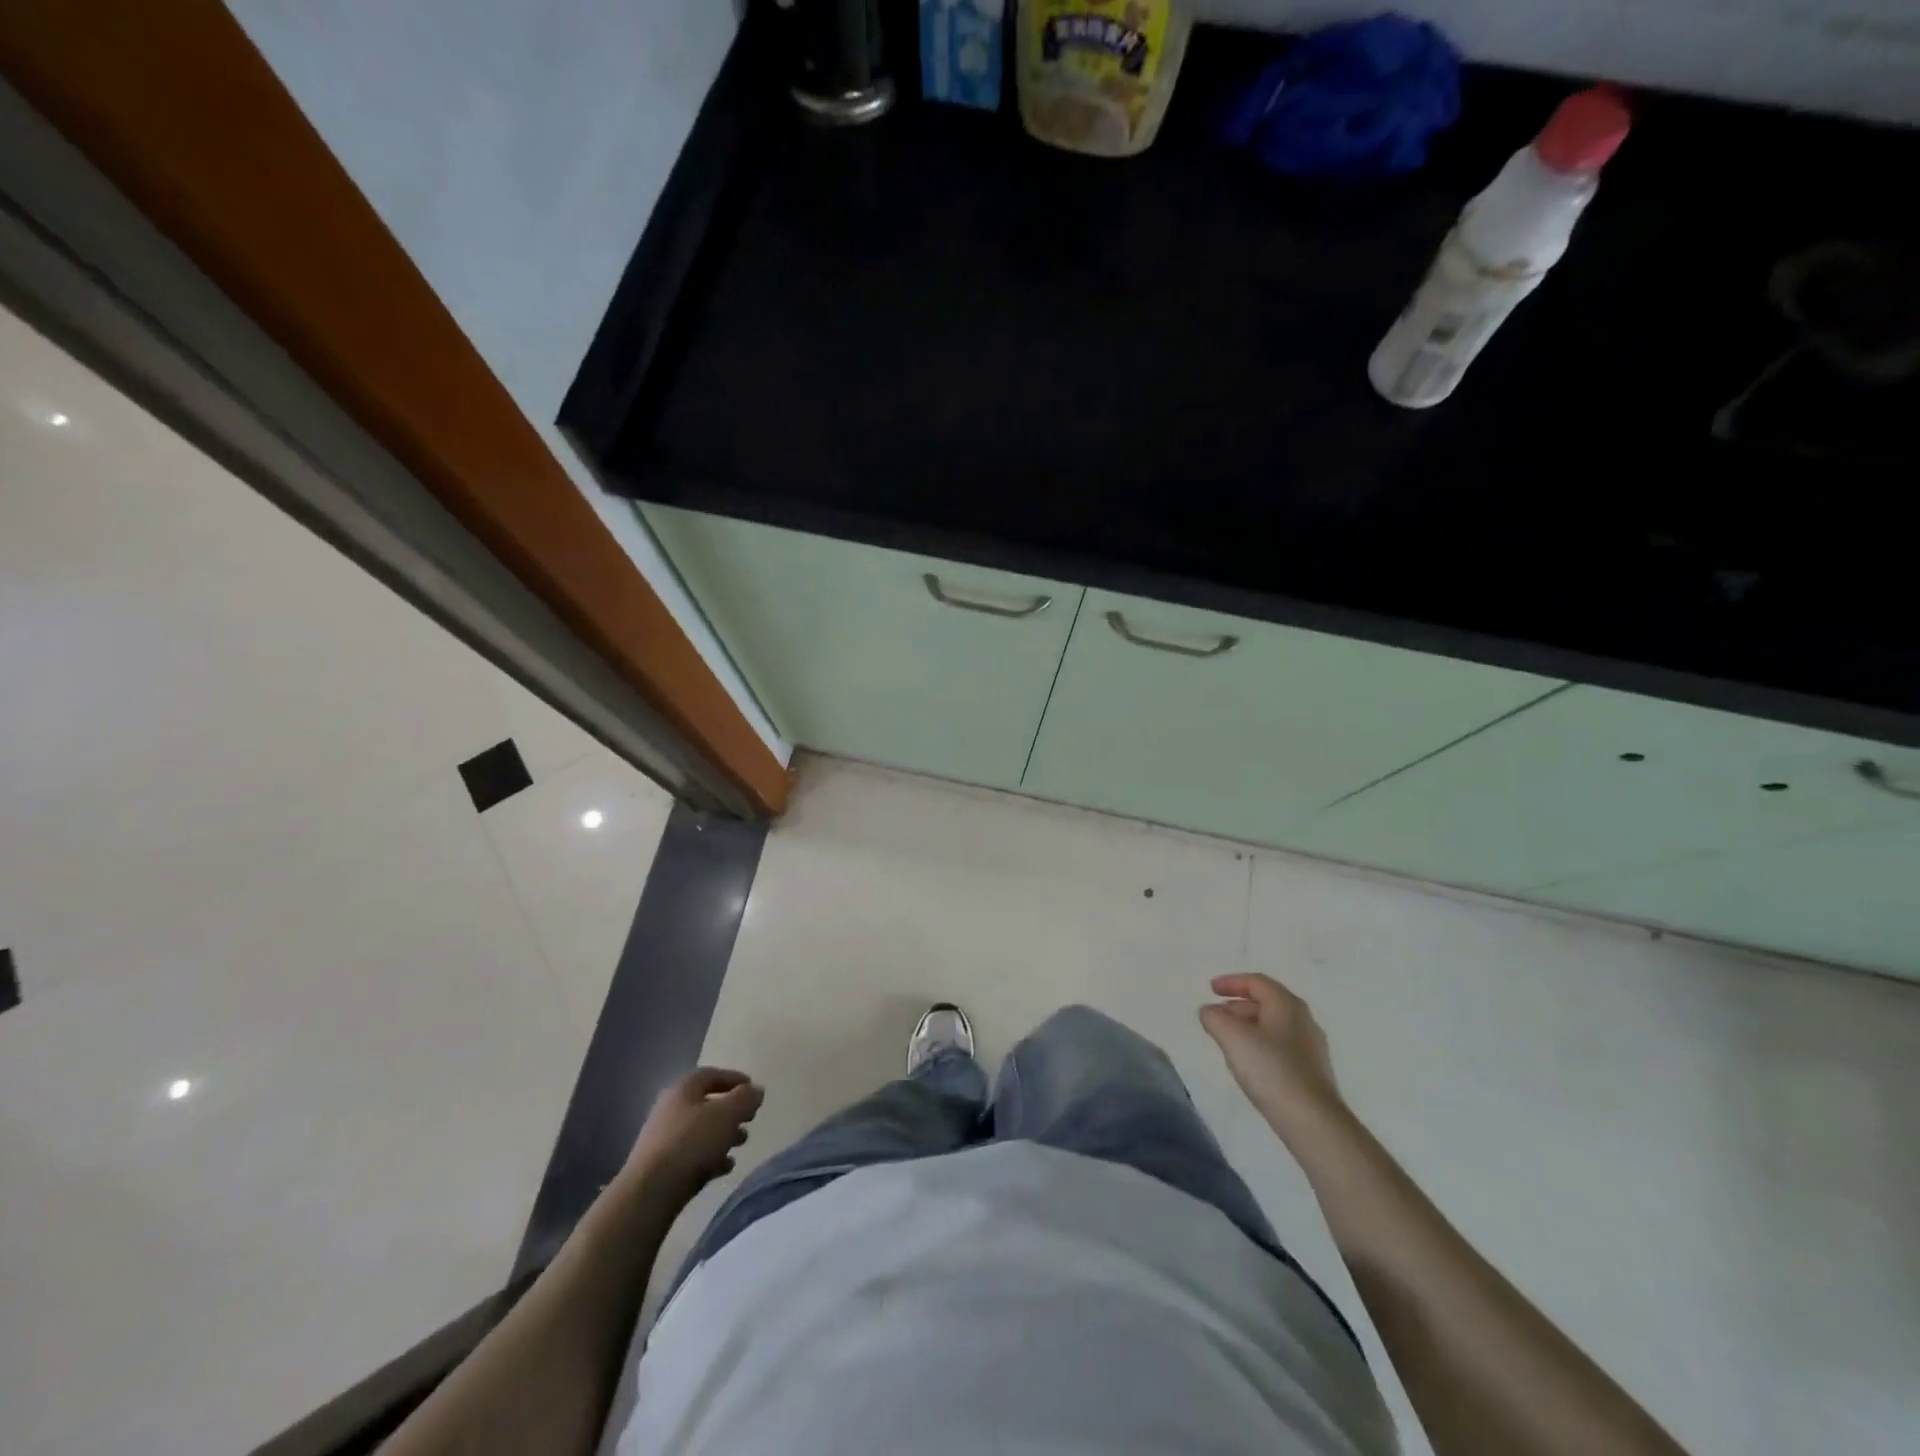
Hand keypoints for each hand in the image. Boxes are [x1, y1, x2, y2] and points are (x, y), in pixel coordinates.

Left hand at [627, 1067, 763, 1205]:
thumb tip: (756, 1090)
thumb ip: (746, 1098)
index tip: (753, 1090)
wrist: (649, 1193)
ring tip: (741, 1143)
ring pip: (700, 1130)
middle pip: (706, 1104)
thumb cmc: (691, 1143)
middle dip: (731, 1111)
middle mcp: (669, 1109)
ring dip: (723, 1135)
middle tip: (750, 1119)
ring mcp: (662, 1139)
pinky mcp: (660, 1166)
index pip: (712, 1075)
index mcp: (683, 1089)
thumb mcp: (727, 1114)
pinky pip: (691, 1154)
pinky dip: (710, 1156)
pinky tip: (725, 1167)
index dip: (735, 1079)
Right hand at [1200, 974, 1345, 1140]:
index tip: (1210, 989)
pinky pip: (1281, 1045)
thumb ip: (1215, 1017)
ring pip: (1274, 1025)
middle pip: (1266, 1002)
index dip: (1231, 982)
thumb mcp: (1232, 1037)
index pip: (1257, 982)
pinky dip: (1260, 1044)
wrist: (1312, 1121)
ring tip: (1228, 1039)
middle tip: (1216, 1016)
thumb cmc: (1270, 1070)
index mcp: (1286, 1004)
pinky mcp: (1312, 1071)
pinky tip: (1249, 1062)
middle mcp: (1303, 1019)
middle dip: (1238, 1005)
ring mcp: (1311, 1046)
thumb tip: (1209, 1011)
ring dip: (1248, 1025)